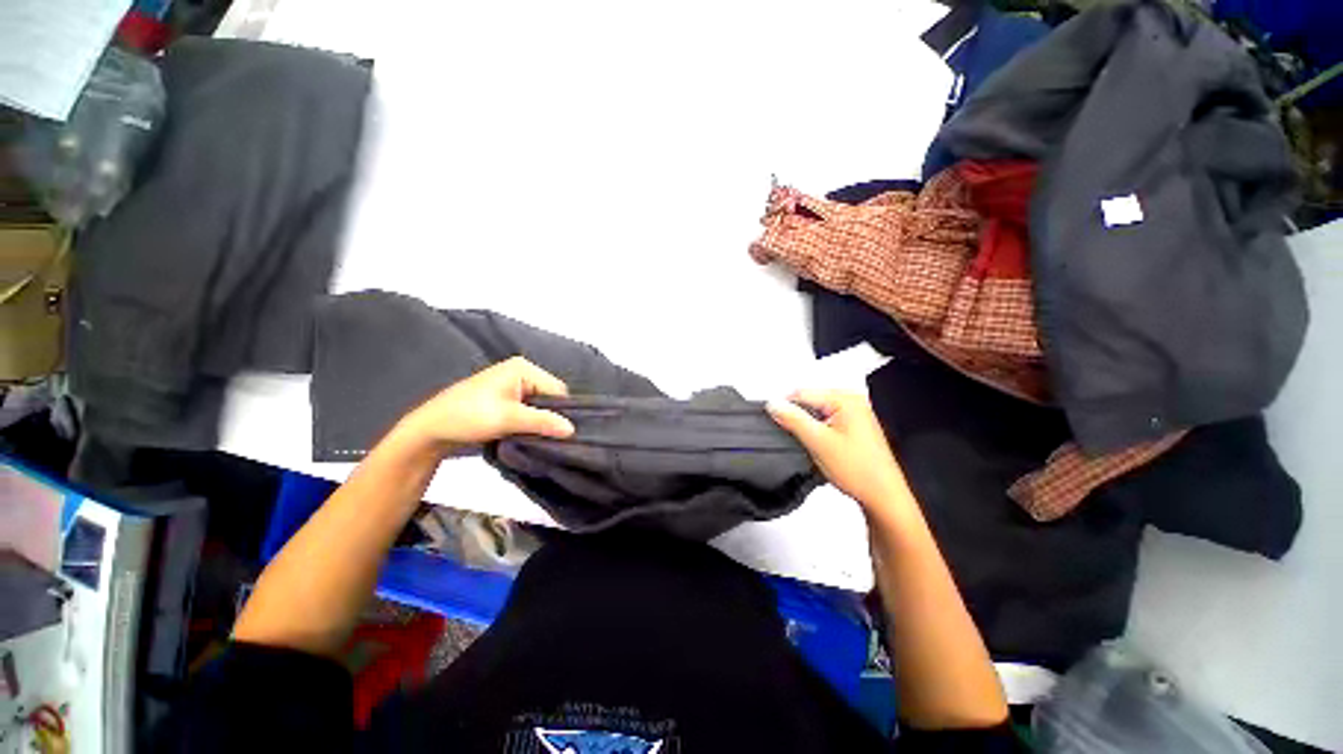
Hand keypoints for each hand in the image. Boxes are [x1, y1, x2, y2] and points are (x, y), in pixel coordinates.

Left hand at [392, 357, 574, 452]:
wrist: (430, 430)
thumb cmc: (467, 416)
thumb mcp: (508, 419)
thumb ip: (542, 422)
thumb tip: (572, 429)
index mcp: (523, 368)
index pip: (557, 390)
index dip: (559, 411)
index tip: (558, 432)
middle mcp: (521, 372)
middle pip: (550, 397)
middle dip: (548, 416)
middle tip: (544, 436)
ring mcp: (512, 385)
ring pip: (540, 406)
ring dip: (538, 422)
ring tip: (533, 436)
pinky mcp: (506, 399)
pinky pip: (529, 410)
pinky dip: (529, 423)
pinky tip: (525, 434)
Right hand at [768, 390, 913, 516]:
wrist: (883, 496)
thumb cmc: (859, 470)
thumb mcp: (818, 442)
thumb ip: (793, 419)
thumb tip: (773, 404)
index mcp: (846, 399)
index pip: (802, 393)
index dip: (785, 408)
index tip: (775, 422)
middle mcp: (853, 401)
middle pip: (810, 401)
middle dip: (799, 418)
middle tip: (797, 439)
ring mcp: (856, 413)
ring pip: (817, 413)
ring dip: (808, 426)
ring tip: (812, 445)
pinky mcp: (856, 426)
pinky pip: (827, 421)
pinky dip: (819, 431)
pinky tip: (821, 446)